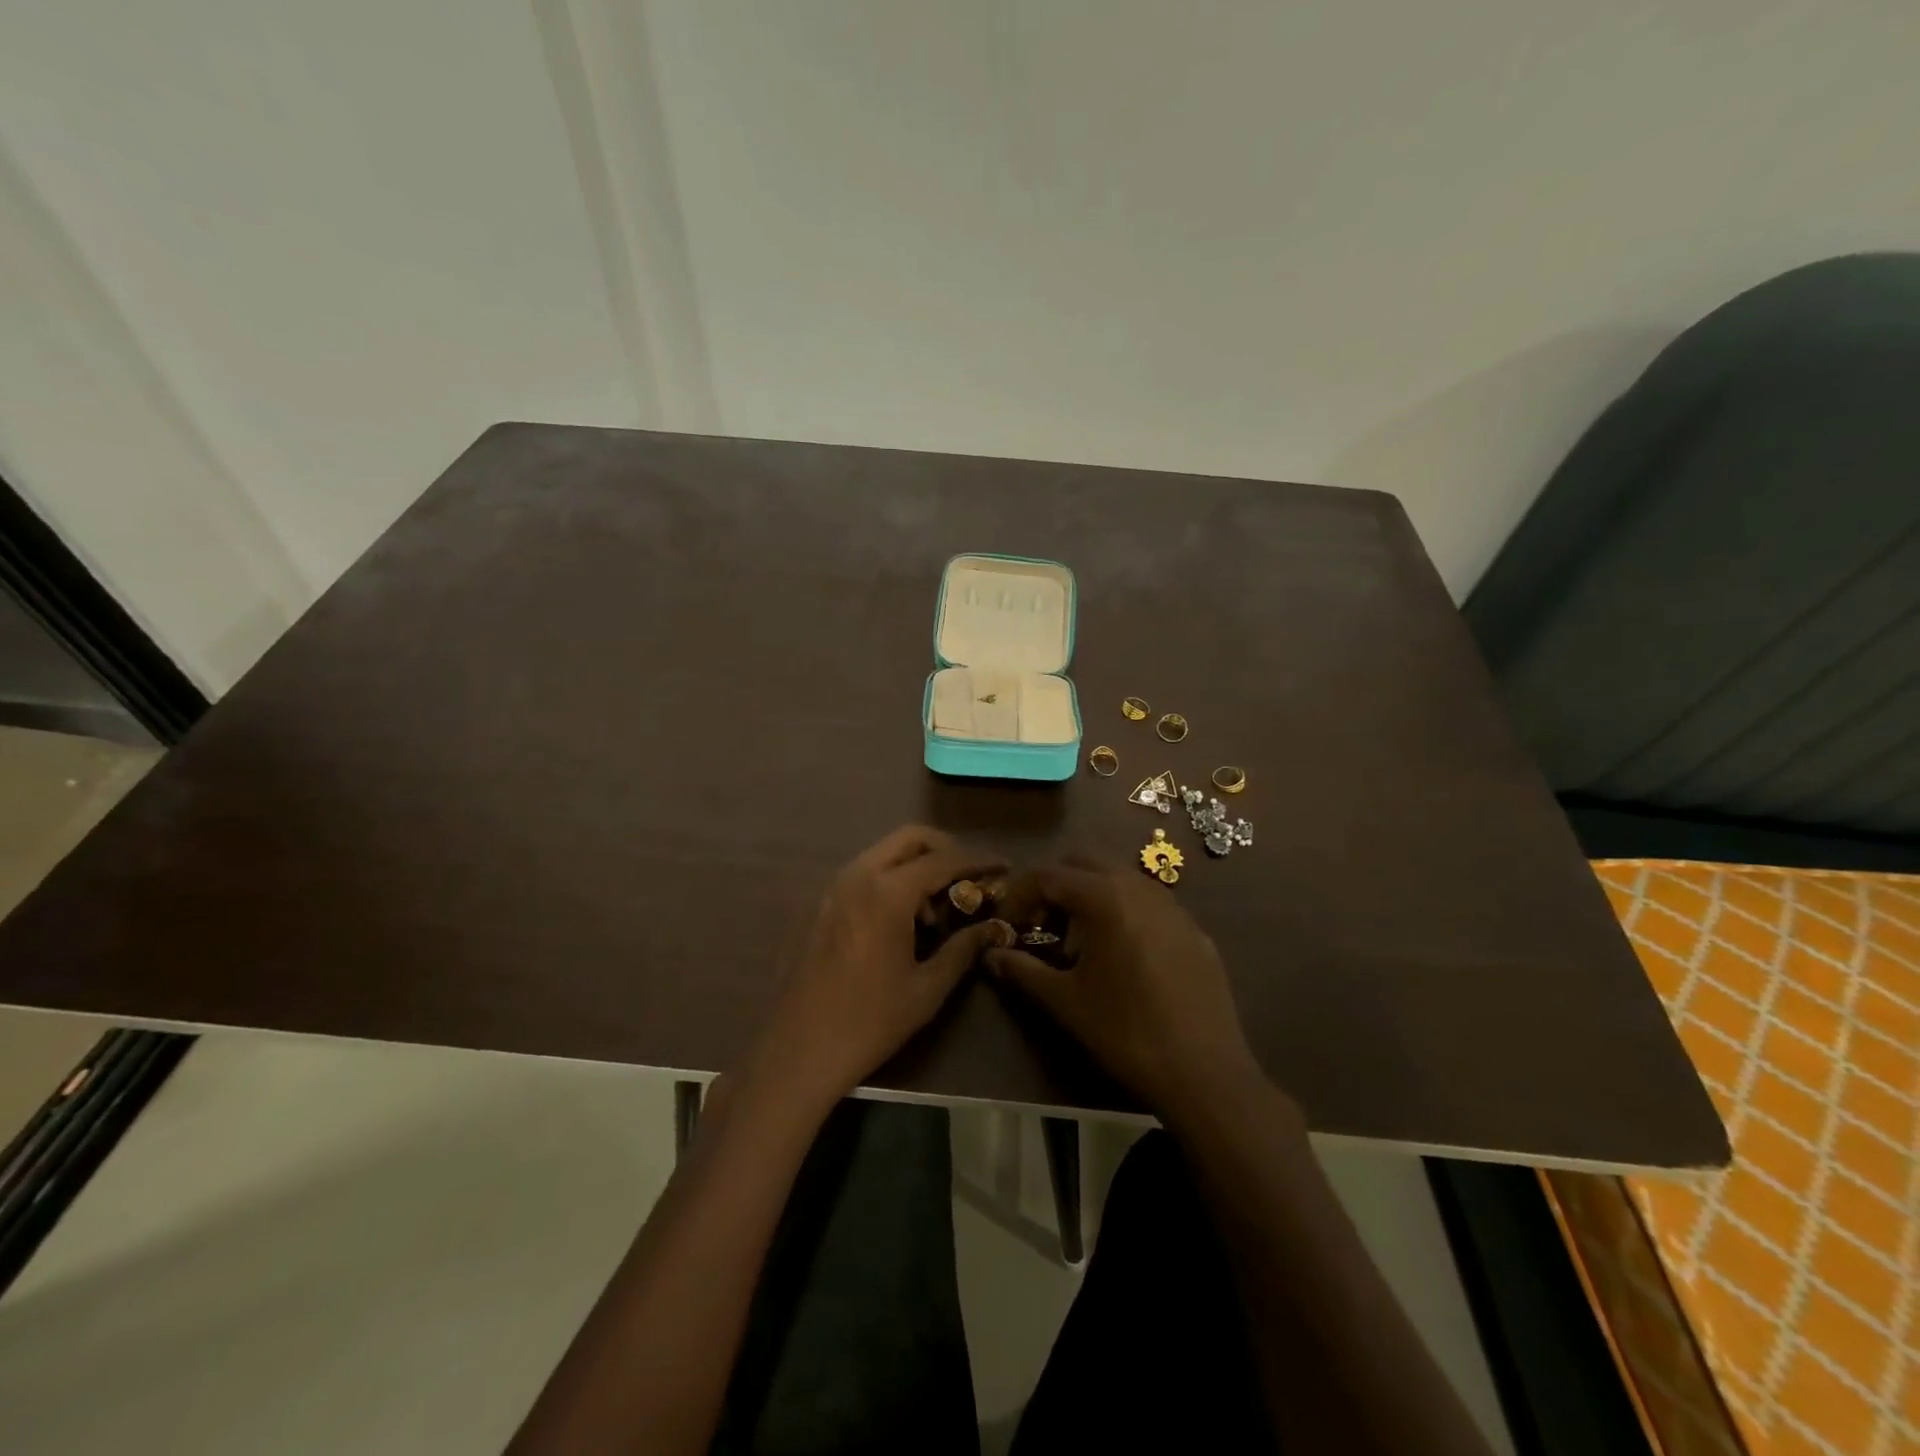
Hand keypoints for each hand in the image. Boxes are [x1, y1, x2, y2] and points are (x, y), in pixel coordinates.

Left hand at [755, 826, 1010, 1107]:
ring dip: (917, 865)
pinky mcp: (824, 904)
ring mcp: (836, 887)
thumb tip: (994, 928)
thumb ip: (963, 948)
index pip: (943, 860)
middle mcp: (859, 876)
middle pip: (910, 838)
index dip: (977, 861)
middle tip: (969, 877)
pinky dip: (893, 878)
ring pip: (886, 852)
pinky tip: (905, 920)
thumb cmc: (870, 1021)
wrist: (801, 1049)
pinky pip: (867, 872)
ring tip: (937, 909)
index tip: (1003, 867)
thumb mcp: (927, 988)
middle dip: (945, 849)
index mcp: (887, 893)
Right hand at [986, 854, 1263, 1119]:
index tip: (1007, 925)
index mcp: (1105, 897)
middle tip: (1039, 924)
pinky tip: (1121, 957)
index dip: (1020, 895)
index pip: (1048, 875)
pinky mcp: (1193, 929)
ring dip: (1089, 896)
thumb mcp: (1066, 1001)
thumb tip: (990, 955)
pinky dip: (1122, 912)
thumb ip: (1023, 970)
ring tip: (1077, 942)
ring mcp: (1172, 905)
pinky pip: (1147, 903)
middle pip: (1084, 864)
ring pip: (1119, 879)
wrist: (1205, 1072)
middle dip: (1054, 887)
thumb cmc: (1126, 1031)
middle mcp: (1139, 887)